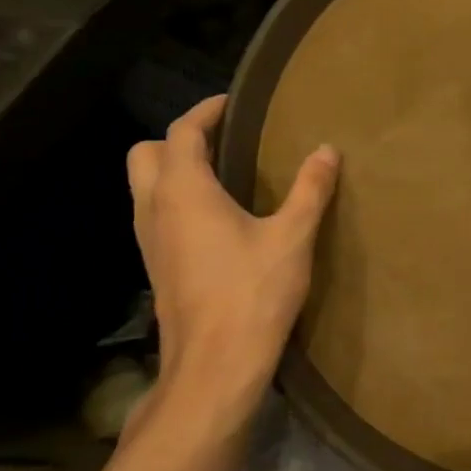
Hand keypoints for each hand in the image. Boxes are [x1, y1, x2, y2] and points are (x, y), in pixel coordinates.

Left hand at [126, 95, 338, 423]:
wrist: (215, 366)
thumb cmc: (253, 293)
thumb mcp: (292, 237)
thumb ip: (310, 189)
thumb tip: (327, 150)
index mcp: (184, 192)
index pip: (181, 133)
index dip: (205, 111)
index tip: (232, 104)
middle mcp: (155, 209)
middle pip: (144, 154)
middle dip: (177, 139)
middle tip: (222, 140)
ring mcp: (149, 241)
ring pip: (144, 187)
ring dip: (173, 170)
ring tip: (223, 174)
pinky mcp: (156, 267)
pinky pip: (155, 215)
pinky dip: (176, 200)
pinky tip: (216, 219)